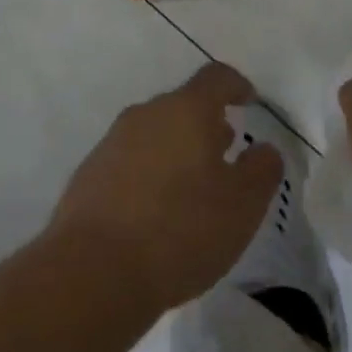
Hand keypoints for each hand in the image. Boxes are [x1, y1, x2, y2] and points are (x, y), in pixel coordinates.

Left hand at [52, 62, 283, 314]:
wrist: (92, 273)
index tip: (249, 100)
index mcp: (186, 110)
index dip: (236, 85)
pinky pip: (129, 164)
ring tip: (193, 188)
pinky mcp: (87, 177)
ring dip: (177, 152)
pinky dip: (149, 176)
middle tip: (225, 154)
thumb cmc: (181, 229)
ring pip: (154, 135)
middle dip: (206, 125)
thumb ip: (262, 170)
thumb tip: (263, 150)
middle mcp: (145, 116)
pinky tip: (157, 213)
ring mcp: (111, 145)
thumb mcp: (243, 205)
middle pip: (181, 106)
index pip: (216, 78)